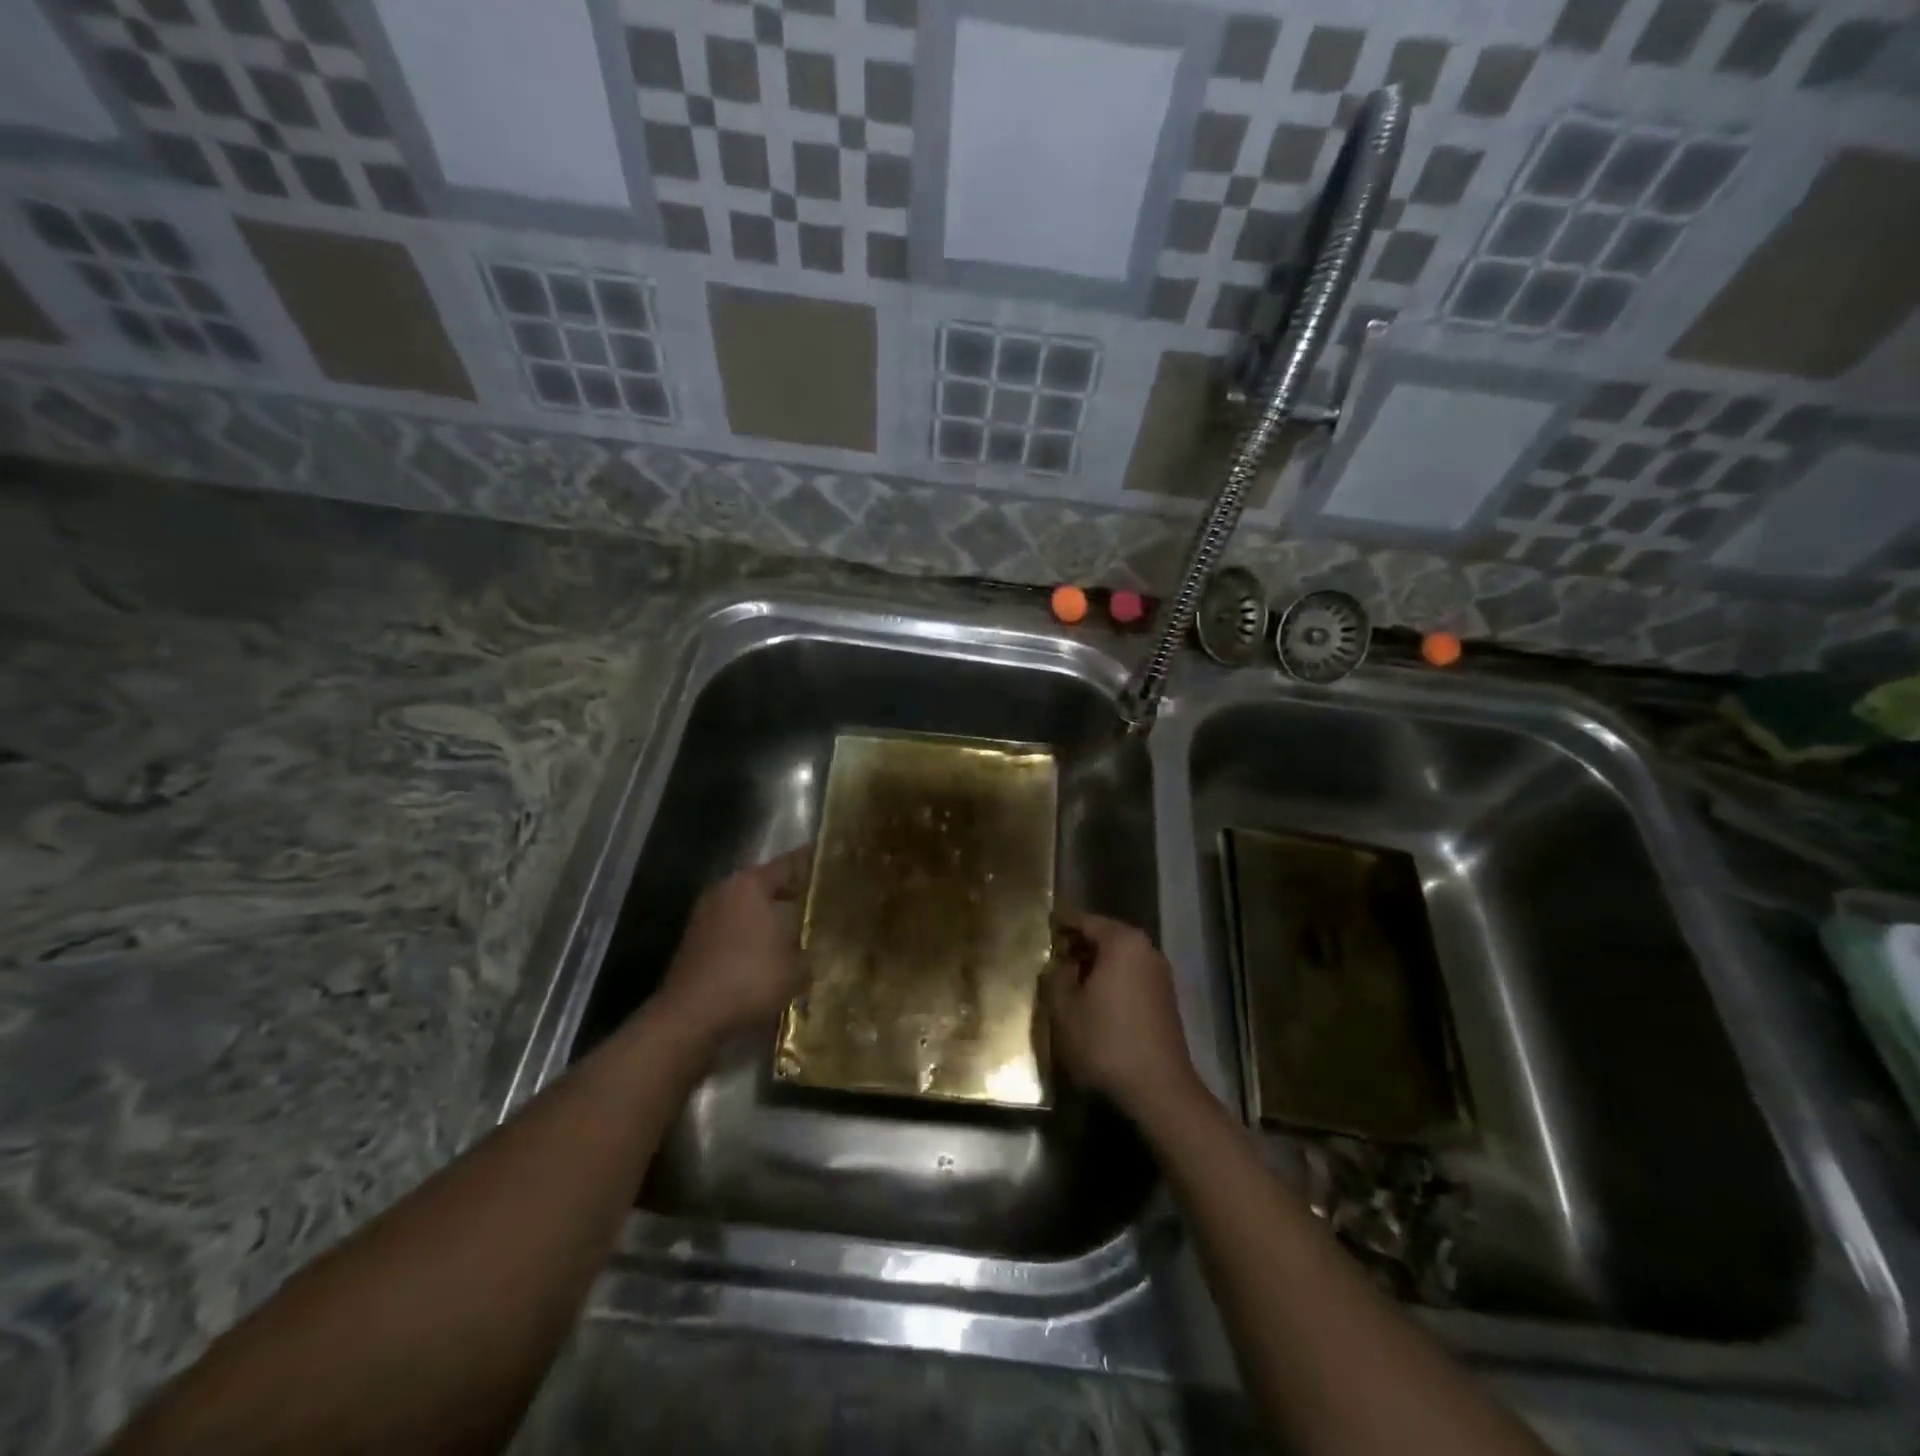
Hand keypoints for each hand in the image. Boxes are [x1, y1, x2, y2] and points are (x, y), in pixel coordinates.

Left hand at [655, 849, 808, 1045]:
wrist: (691, 1016)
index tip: (832, 866)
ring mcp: (705, 916)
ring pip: (746, 908)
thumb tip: (820, 948)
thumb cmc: (750, 978)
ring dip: (767, 918)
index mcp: (751, 884)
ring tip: (796, 930)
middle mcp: (725, 891)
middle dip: (790, 893)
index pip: (789, 864)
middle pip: (764, 884)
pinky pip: (732, 930)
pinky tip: (767, 955)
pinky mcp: (694, 942)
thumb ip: (811, 951)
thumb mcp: (797, 967)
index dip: (811, 865)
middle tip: (818, 901)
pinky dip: (749, 937)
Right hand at [1042, 912, 1202, 1122]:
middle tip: (1054, 952)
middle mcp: (1146, 950)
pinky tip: (1094, 999)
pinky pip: (1132, 975)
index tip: (1045, 924)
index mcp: (1122, 942)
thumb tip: (1059, 964)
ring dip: (1096, 963)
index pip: (1086, 920)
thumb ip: (1055, 976)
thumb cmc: (1105, 1041)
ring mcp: (1160, 974)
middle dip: (1080, 942)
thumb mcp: (1064, 1008)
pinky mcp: (1166, 999)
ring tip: (1070, 977)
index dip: (1062, 922)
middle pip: (1107, 936)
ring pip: (1120, 957)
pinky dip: (1112, 979)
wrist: (1158, 1088)